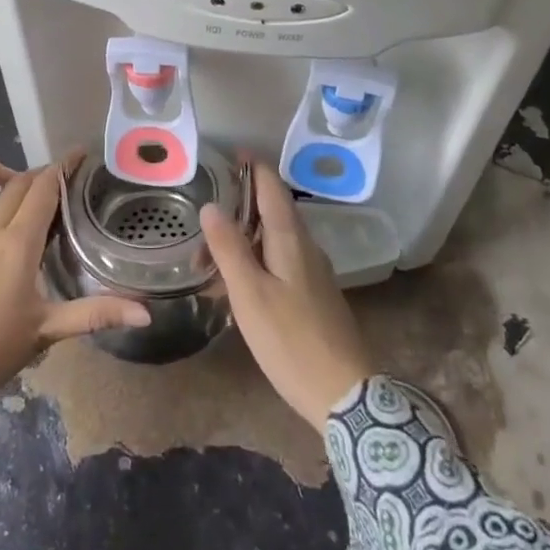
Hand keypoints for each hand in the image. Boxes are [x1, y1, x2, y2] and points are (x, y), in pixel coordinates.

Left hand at [0, 157, 150, 413]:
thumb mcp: (48, 332)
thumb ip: (97, 315)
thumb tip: (146, 313)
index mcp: (18, 244)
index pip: (44, 190)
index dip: (62, 167)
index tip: (79, 155)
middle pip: (14, 185)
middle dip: (38, 173)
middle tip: (57, 180)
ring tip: (4, 179)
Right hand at [200, 160, 374, 430]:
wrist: (345, 394)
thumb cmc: (291, 340)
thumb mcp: (250, 294)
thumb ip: (229, 248)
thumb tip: (211, 205)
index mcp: (291, 237)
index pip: (270, 184)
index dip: (250, 165)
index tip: (225, 154)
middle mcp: (306, 245)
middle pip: (272, 208)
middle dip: (240, 202)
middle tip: (205, 210)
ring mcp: (313, 270)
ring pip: (275, 236)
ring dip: (245, 234)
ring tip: (211, 250)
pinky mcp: (314, 293)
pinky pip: (280, 259)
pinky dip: (256, 257)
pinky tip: (237, 281)